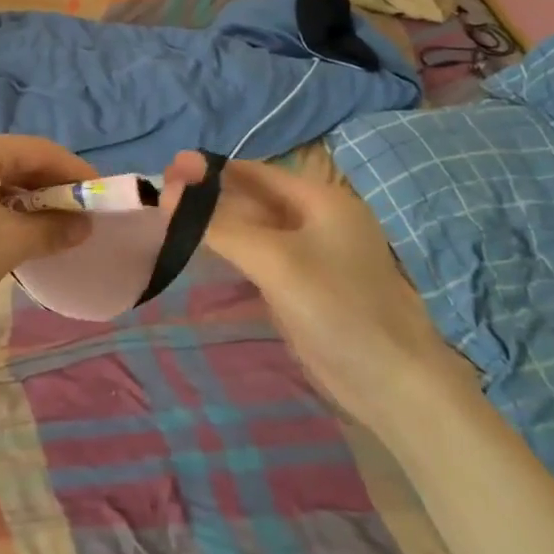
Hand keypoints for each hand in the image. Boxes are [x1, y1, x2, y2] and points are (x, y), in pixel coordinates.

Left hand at [0, 132, 95, 341]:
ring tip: (46, 228)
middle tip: (76, 216)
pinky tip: (7, 231)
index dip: (75, 172)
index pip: (40, 150)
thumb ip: (53, 229)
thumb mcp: (9, 244)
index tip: (100, 196)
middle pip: (15, 161)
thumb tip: (84, 225)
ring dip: (23, 200)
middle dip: (49, 189)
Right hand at [159, 151, 462, 430]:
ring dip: (215, 223)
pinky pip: (257, 258)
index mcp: (320, 200)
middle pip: (252, 198)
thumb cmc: (338, 308)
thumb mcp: (274, 260)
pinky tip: (200, 253)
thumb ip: (220, 225)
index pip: (255, 172)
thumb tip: (167, 192)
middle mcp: (315, 221)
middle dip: (209, 195)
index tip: (168, 168)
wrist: (392, 384)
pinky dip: (229, 251)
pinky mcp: (302, 288)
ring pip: (253, 229)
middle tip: (161, 195)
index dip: (211, 169)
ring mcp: (309, 256)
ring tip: (170, 219)